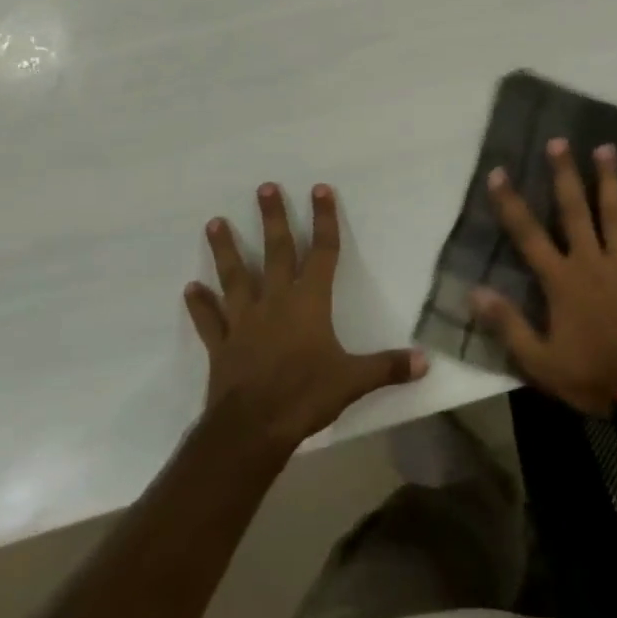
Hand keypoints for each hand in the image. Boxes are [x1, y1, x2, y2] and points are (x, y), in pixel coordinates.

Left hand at [185, 183, 426, 447]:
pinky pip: (210, 320)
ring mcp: (245, 321)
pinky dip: (200, 305)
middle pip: (275, 251)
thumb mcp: (354, 381)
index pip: (322, 251)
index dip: (323, 219)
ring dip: (225, 250)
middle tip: (264, 188)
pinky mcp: (222, 345)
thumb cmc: (305, 396)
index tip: (319, 189)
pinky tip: (190, 288)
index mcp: (310, 302)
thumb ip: (388, 367)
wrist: (252, 430)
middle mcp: (276, 301)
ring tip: (214, 222)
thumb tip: (426, 361)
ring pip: (235, 276)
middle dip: (272, 218)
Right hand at [472, 138, 616, 415]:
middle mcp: (592, 261)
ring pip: (616, 214)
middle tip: (559, 141)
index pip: (529, 234)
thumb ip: (508, 324)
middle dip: (565, 174)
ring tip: (607, 148)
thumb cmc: (589, 376)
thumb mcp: (539, 361)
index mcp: (562, 280)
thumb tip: (475, 292)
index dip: (511, 203)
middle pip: (574, 210)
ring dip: (611, 180)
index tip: (499, 172)